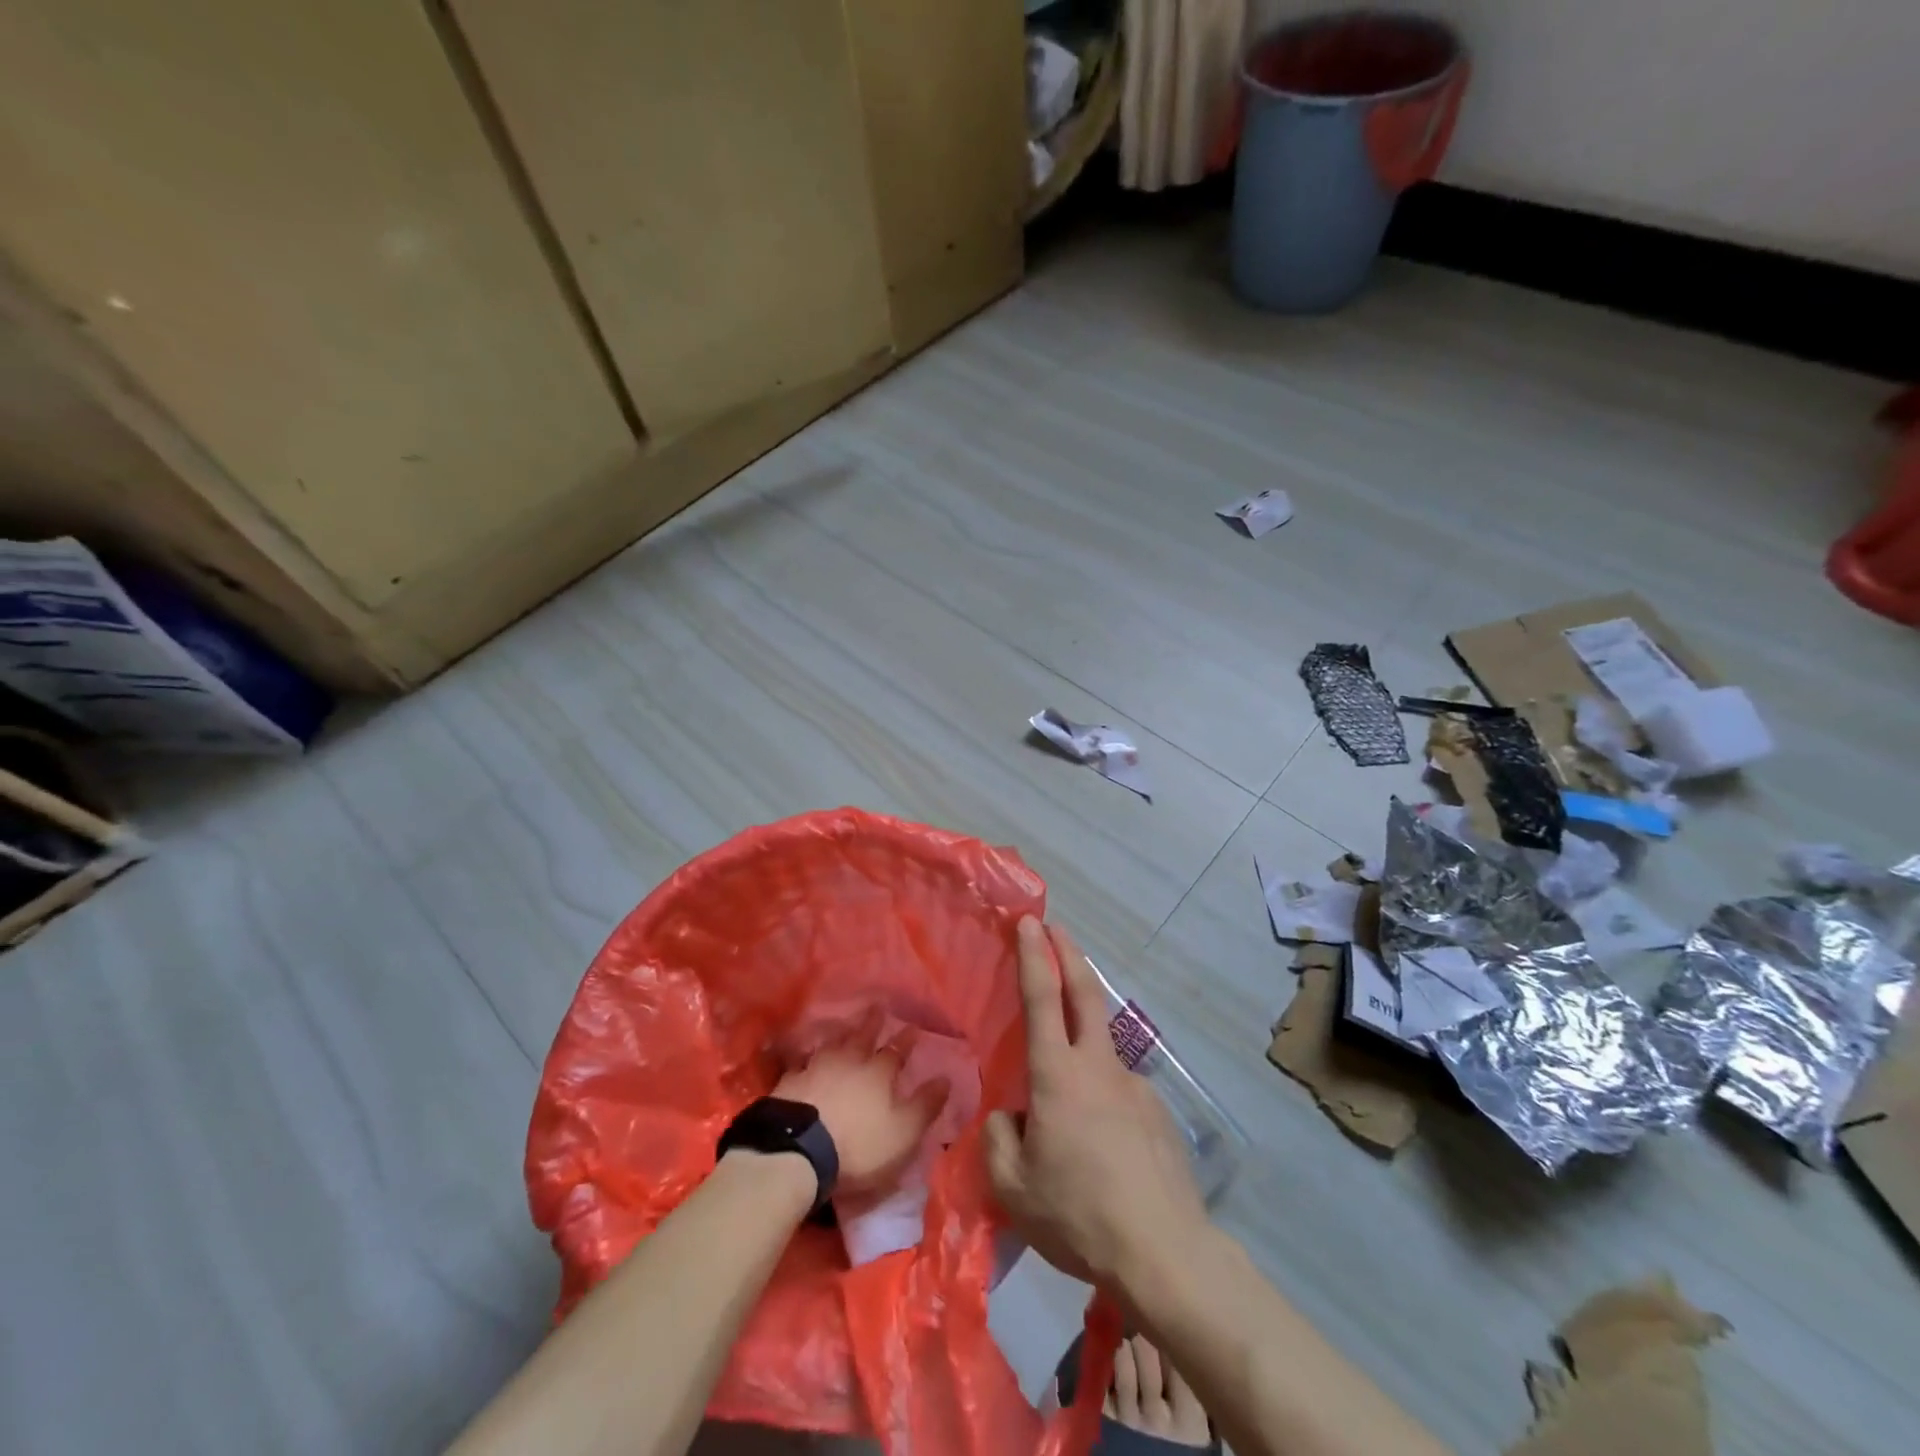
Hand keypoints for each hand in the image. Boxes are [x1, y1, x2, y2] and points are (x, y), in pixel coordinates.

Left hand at [774, 1034, 944, 1196]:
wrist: (799, 1150)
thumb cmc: (860, 1145)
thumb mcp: (904, 1132)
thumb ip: (925, 1105)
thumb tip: (946, 1078)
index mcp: (879, 1072)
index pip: (897, 1051)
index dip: (906, 1040)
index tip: (913, 1027)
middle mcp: (849, 1061)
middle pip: (863, 1036)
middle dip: (873, 1022)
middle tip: (878, 1006)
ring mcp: (817, 1067)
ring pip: (832, 1044)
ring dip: (841, 1034)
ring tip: (844, 1028)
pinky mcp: (790, 1081)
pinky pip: (801, 1061)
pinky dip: (807, 1056)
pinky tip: (805, 1056)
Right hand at [985, 919, 1207, 1286]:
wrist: (1165, 1253)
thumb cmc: (1079, 1214)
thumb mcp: (1012, 1188)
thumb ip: (998, 1140)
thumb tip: (1011, 1117)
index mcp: (1057, 1075)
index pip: (1042, 998)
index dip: (1033, 955)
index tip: (1029, 921)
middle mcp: (1099, 1067)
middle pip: (1086, 994)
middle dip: (1068, 954)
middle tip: (1056, 928)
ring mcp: (1134, 1086)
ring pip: (1101, 1047)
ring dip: (1082, 1038)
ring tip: (1064, 1104)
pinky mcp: (1157, 1112)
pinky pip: (1118, 1092)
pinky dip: (1101, 1097)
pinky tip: (1100, 1147)